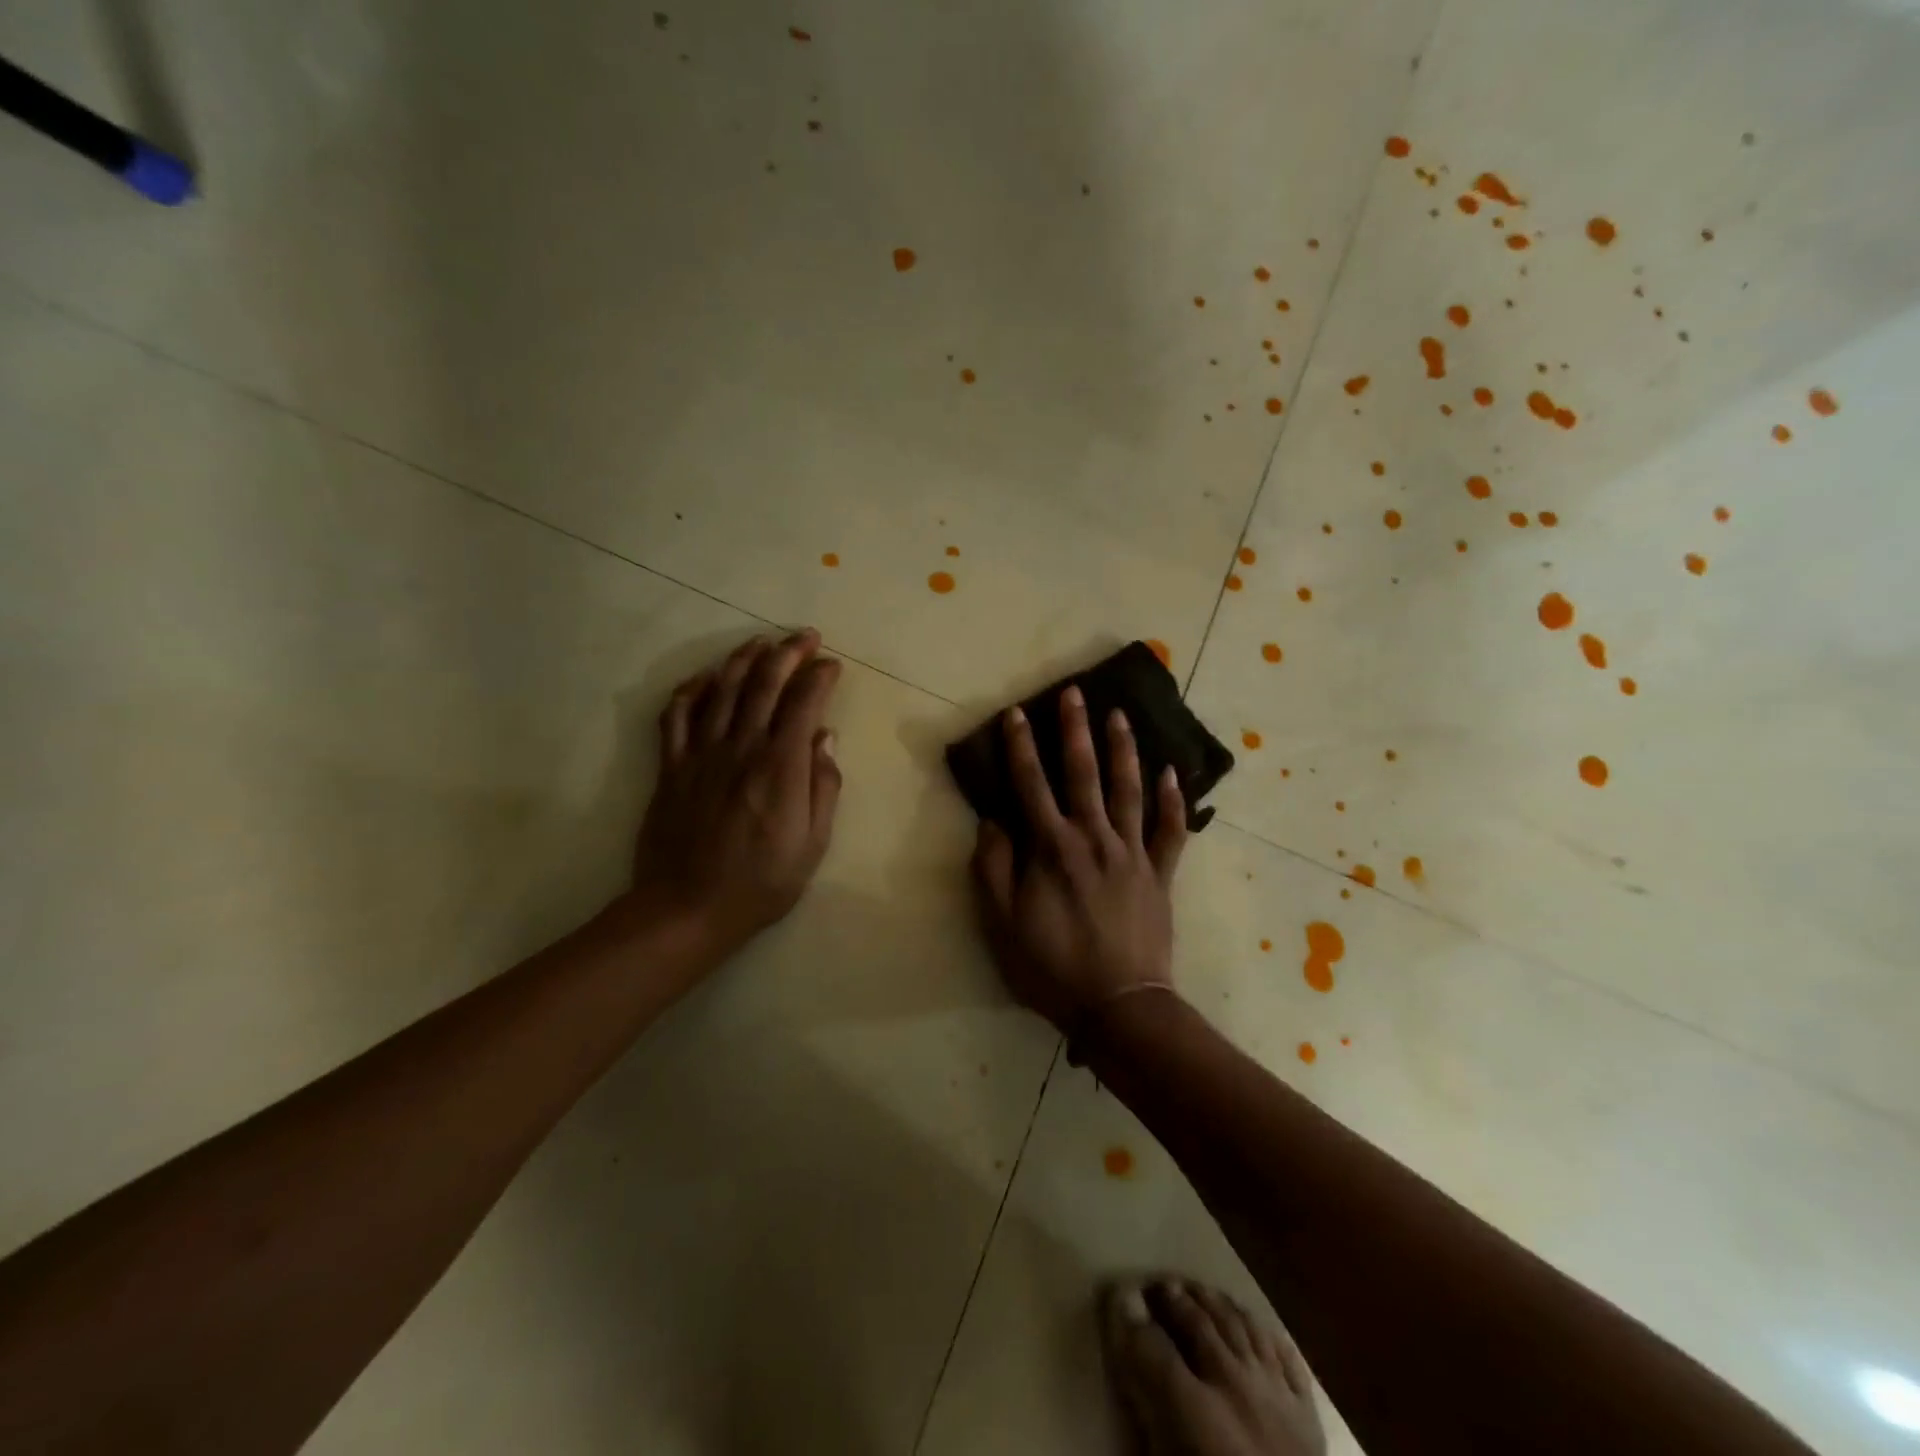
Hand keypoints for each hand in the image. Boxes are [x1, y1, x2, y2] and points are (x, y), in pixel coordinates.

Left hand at [630, 629, 843, 961]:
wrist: (688, 908)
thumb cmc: (762, 882)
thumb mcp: (813, 843)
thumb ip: (823, 786)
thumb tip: (826, 738)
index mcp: (780, 766)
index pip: (803, 703)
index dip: (820, 677)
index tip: (832, 665)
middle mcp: (741, 747)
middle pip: (764, 684)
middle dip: (788, 652)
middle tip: (805, 636)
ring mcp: (701, 753)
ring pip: (722, 689)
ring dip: (744, 659)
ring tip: (761, 643)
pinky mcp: (671, 766)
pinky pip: (677, 715)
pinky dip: (692, 689)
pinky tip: (705, 677)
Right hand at [969, 686, 1188, 1031]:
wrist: (1119, 1006)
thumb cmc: (1052, 967)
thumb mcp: (1001, 924)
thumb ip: (993, 867)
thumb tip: (992, 821)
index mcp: (1052, 848)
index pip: (1030, 784)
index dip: (1020, 747)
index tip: (1016, 713)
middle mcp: (1093, 838)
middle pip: (1082, 773)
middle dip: (1075, 730)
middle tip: (1075, 693)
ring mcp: (1132, 853)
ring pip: (1128, 790)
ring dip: (1123, 750)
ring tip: (1120, 715)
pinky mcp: (1160, 874)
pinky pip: (1170, 831)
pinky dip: (1173, 801)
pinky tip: (1172, 773)